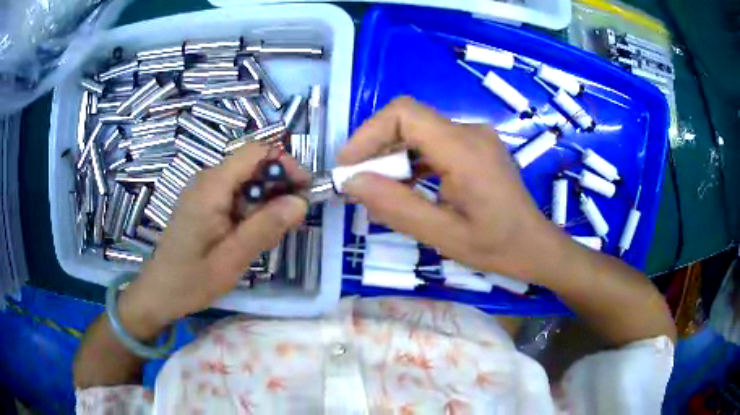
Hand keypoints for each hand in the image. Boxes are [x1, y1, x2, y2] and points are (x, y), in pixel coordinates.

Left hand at [119, 143, 308, 336]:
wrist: (159, 292)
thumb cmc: (191, 280)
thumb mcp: (232, 258)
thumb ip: (266, 227)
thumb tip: (301, 202)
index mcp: (212, 186)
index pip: (256, 152)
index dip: (285, 164)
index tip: (303, 192)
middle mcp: (207, 179)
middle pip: (252, 165)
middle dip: (278, 186)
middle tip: (291, 221)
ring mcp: (203, 191)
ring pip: (246, 182)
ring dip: (265, 201)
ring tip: (272, 233)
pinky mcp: (203, 203)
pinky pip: (235, 195)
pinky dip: (251, 209)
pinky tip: (251, 234)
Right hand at [339, 96, 565, 282]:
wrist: (536, 245)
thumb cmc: (497, 246)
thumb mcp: (444, 235)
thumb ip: (396, 207)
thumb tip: (353, 182)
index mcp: (465, 149)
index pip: (404, 114)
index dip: (368, 134)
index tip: (349, 167)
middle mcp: (470, 131)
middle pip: (408, 119)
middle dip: (376, 148)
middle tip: (359, 185)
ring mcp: (474, 136)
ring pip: (418, 131)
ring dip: (392, 156)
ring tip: (379, 190)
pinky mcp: (475, 146)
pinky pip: (432, 142)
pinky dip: (411, 161)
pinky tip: (406, 187)